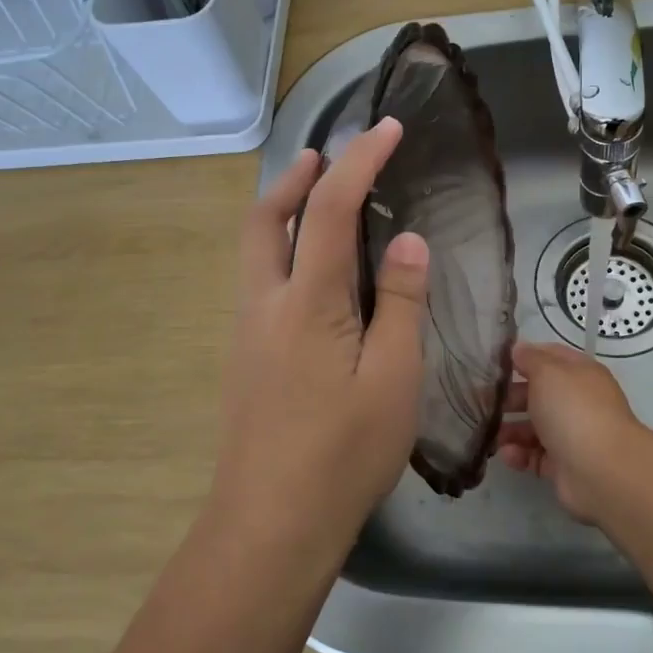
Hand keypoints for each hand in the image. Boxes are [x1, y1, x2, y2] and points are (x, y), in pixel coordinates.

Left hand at [213, 118, 429, 552]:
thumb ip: (398, 303)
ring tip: (318, 201)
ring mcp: (247, 333)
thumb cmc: (343, 453)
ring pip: (254, 251)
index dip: (358, 161)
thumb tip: (406, 242)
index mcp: (306, 302)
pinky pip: (260, 282)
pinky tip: (313, 276)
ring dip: (281, 212)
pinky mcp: (246, 360)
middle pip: (262, 219)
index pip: (327, 208)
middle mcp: (264, 305)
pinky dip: (281, 251)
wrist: (271, 524)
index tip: (386, 128)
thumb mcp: (393, 378)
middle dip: (293, 177)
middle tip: (325, 156)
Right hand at [496, 341, 644, 522]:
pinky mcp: (564, 465)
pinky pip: (536, 456)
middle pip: (539, 394)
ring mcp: (572, 435)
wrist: (602, 471)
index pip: (550, 357)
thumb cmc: (573, 410)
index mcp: (580, 373)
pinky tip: (507, 455)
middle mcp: (578, 402)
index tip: (494, 363)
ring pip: (535, 427)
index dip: (524, 357)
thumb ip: (530, 359)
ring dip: (511, 429)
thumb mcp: (548, 372)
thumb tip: (519, 349)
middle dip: (510, 397)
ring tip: (490, 434)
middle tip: (481, 401)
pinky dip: (520, 455)